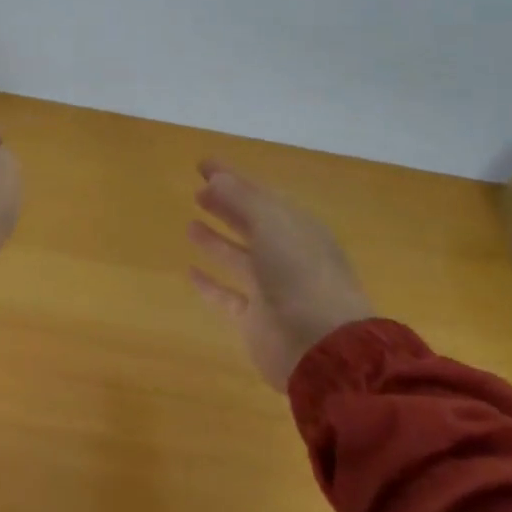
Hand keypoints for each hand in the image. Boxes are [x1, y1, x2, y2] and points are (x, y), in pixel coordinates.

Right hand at [189, 160, 374, 389]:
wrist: (321, 347)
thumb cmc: (299, 273)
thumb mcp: (271, 223)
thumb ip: (241, 199)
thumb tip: (215, 178)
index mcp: (297, 228)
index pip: (260, 195)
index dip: (232, 178)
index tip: (203, 165)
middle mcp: (286, 255)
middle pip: (251, 224)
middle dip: (225, 206)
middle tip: (197, 191)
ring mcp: (272, 289)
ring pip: (239, 257)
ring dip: (216, 240)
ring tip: (190, 224)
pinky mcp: (255, 319)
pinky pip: (227, 296)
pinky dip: (210, 284)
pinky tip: (190, 272)